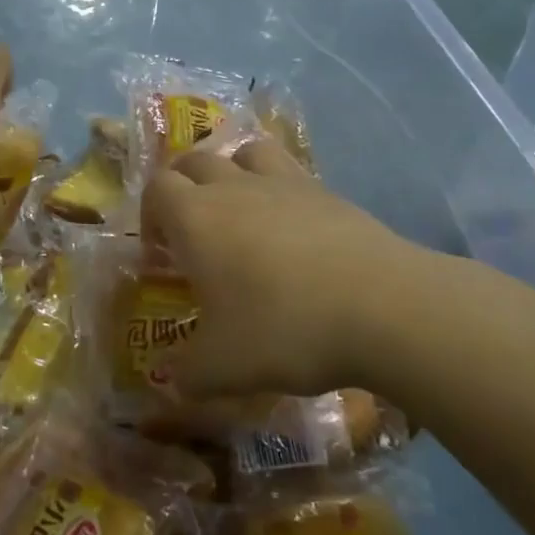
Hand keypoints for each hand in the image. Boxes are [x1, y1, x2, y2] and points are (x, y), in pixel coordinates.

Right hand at [141, 139, 439, 400]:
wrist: (384, 307)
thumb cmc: (285, 329)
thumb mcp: (223, 367)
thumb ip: (187, 373)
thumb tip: (171, 382)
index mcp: (196, 218)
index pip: (157, 189)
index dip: (150, 217)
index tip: (161, 256)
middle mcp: (234, 187)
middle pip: (194, 162)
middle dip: (183, 188)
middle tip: (192, 233)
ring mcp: (284, 183)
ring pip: (244, 153)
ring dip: (231, 171)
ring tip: (239, 210)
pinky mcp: (327, 191)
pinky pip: (289, 171)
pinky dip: (278, 187)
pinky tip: (292, 228)